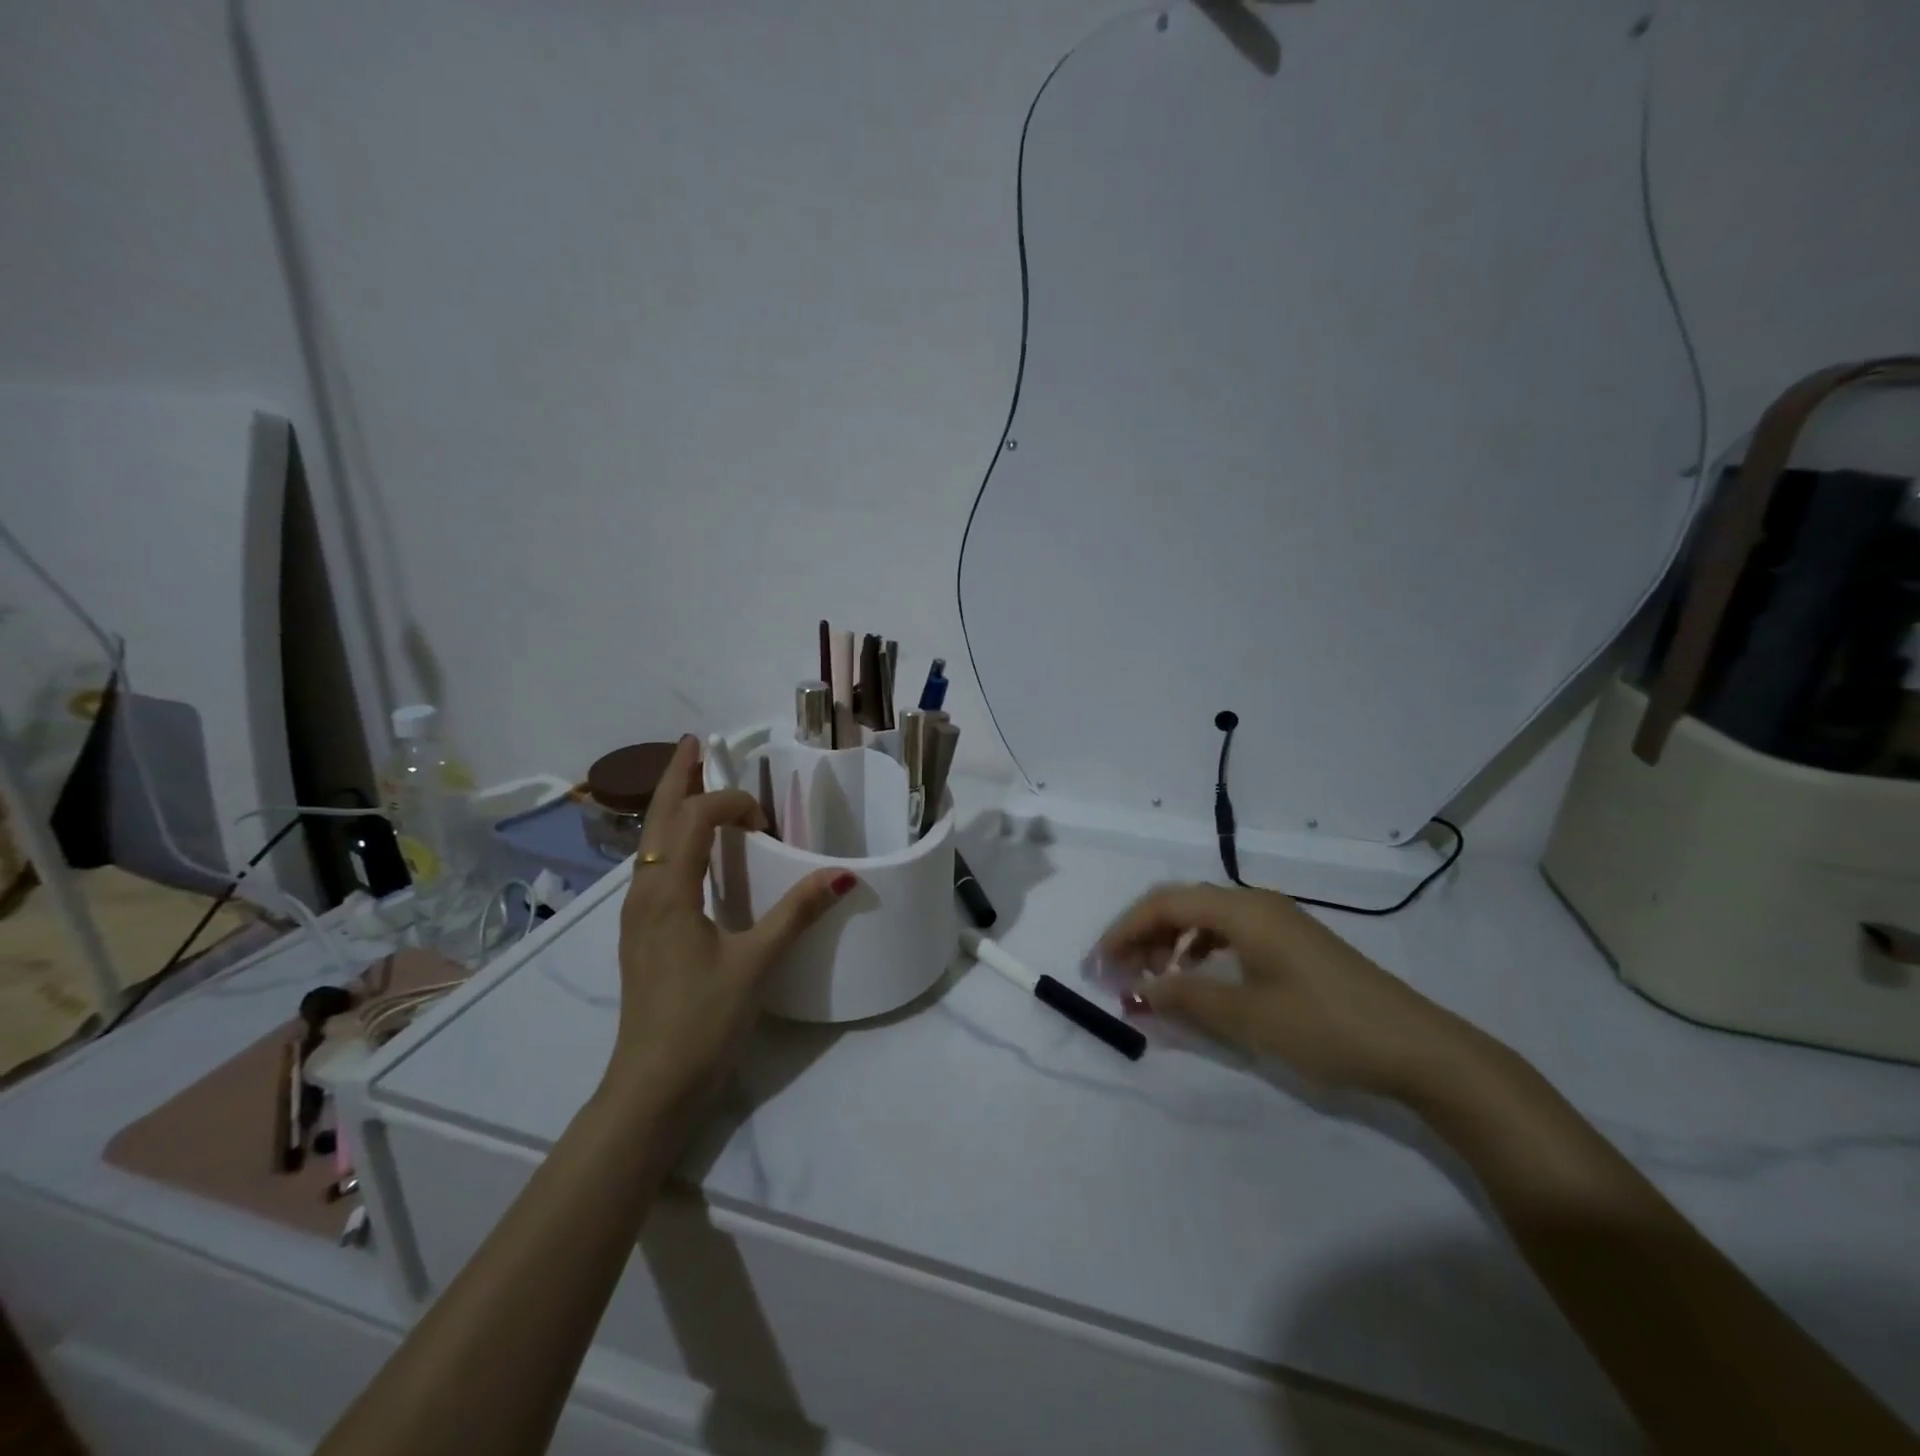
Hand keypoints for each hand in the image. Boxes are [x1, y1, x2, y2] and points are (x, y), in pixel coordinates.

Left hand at [610, 736, 853, 1101]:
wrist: (651, 1086)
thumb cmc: (703, 1021)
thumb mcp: (757, 963)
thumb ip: (798, 912)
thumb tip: (845, 874)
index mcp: (669, 891)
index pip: (697, 818)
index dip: (732, 803)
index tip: (767, 822)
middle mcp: (644, 892)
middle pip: (658, 818)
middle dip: (677, 776)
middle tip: (693, 742)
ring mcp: (638, 913)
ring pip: (651, 841)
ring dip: (671, 805)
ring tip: (690, 779)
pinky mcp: (643, 932)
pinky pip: (654, 865)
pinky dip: (671, 837)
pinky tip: (688, 847)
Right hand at [1099, 883, 1490, 1101]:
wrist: (1418, 1048)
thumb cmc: (1325, 1026)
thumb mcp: (1246, 1016)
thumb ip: (1183, 999)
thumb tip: (1135, 992)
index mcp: (1242, 910)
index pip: (1164, 904)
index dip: (1123, 930)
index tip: (1098, 964)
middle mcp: (1256, 904)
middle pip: (1182, 904)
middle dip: (1142, 934)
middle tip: (1118, 973)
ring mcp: (1278, 921)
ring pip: (1205, 918)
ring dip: (1170, 942)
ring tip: (1152, 978)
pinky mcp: (1292, 943)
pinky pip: (1229, 933)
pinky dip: (1200, 951)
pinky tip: (1197, 978)